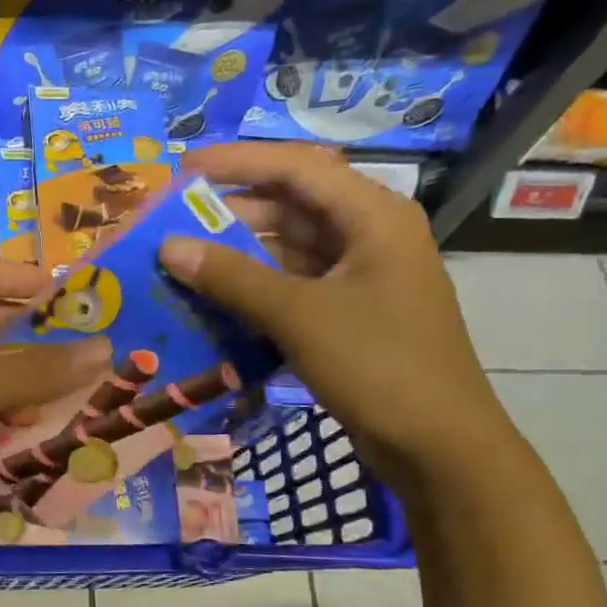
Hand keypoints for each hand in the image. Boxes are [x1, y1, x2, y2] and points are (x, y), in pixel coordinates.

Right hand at [158, 143, 514, 491]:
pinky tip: (215, 298)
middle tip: (173, 219)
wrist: (437, 444)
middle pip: (292, 205)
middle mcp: (369, 235)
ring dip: (239, 252)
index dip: (237, 162)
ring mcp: (361, 277)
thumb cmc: (377, 365)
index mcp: (373, 216)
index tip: (182, 168)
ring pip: (289, 249)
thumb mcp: (299, 315)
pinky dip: (256, 288)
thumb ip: (232, 277)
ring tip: (182, 257)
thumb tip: (168, 247)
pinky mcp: (350, 314)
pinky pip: (294, 285)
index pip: (298, 166)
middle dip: (232, 209)